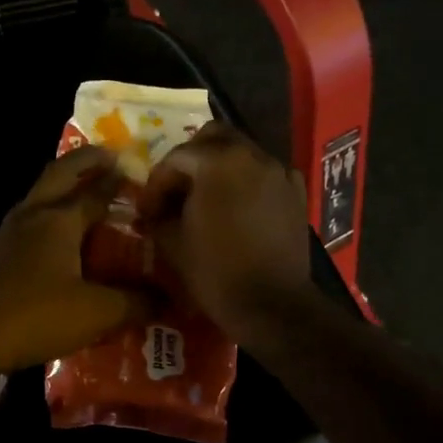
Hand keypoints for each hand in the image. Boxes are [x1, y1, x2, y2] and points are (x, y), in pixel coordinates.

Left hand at [0, 147, 152, 371]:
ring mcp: (10, 231)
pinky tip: (59, 230)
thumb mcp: (96, 313)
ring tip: (86, 189)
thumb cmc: (37, 316)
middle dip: (85, 161)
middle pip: (60, 173)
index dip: (118, 180)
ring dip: (64, 184)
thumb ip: (135, 302)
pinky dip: (50, 209)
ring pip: (41, 193)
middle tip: (108, 156)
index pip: (96, 190)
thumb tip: (168, 299)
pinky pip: (30, 216)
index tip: (137, 169)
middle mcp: (33, 214)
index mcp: (59, 219)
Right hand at [136, 123, 316, 336]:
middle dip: (190, 159)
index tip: (147, 210)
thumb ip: (158, 215)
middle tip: (176, 190)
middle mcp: (252, 155)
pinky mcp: (296, 193)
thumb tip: (154, 210)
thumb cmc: (216, 272)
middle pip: (213, 138)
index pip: (177, 156)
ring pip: (241, 153)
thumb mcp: (172, 243)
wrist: (273, 305)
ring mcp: (279, 172)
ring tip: (205, 200)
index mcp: (218, 162)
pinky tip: (238, 208)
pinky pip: (265, 174)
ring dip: (219, 168)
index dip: (156, 183)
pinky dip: (247, 182)